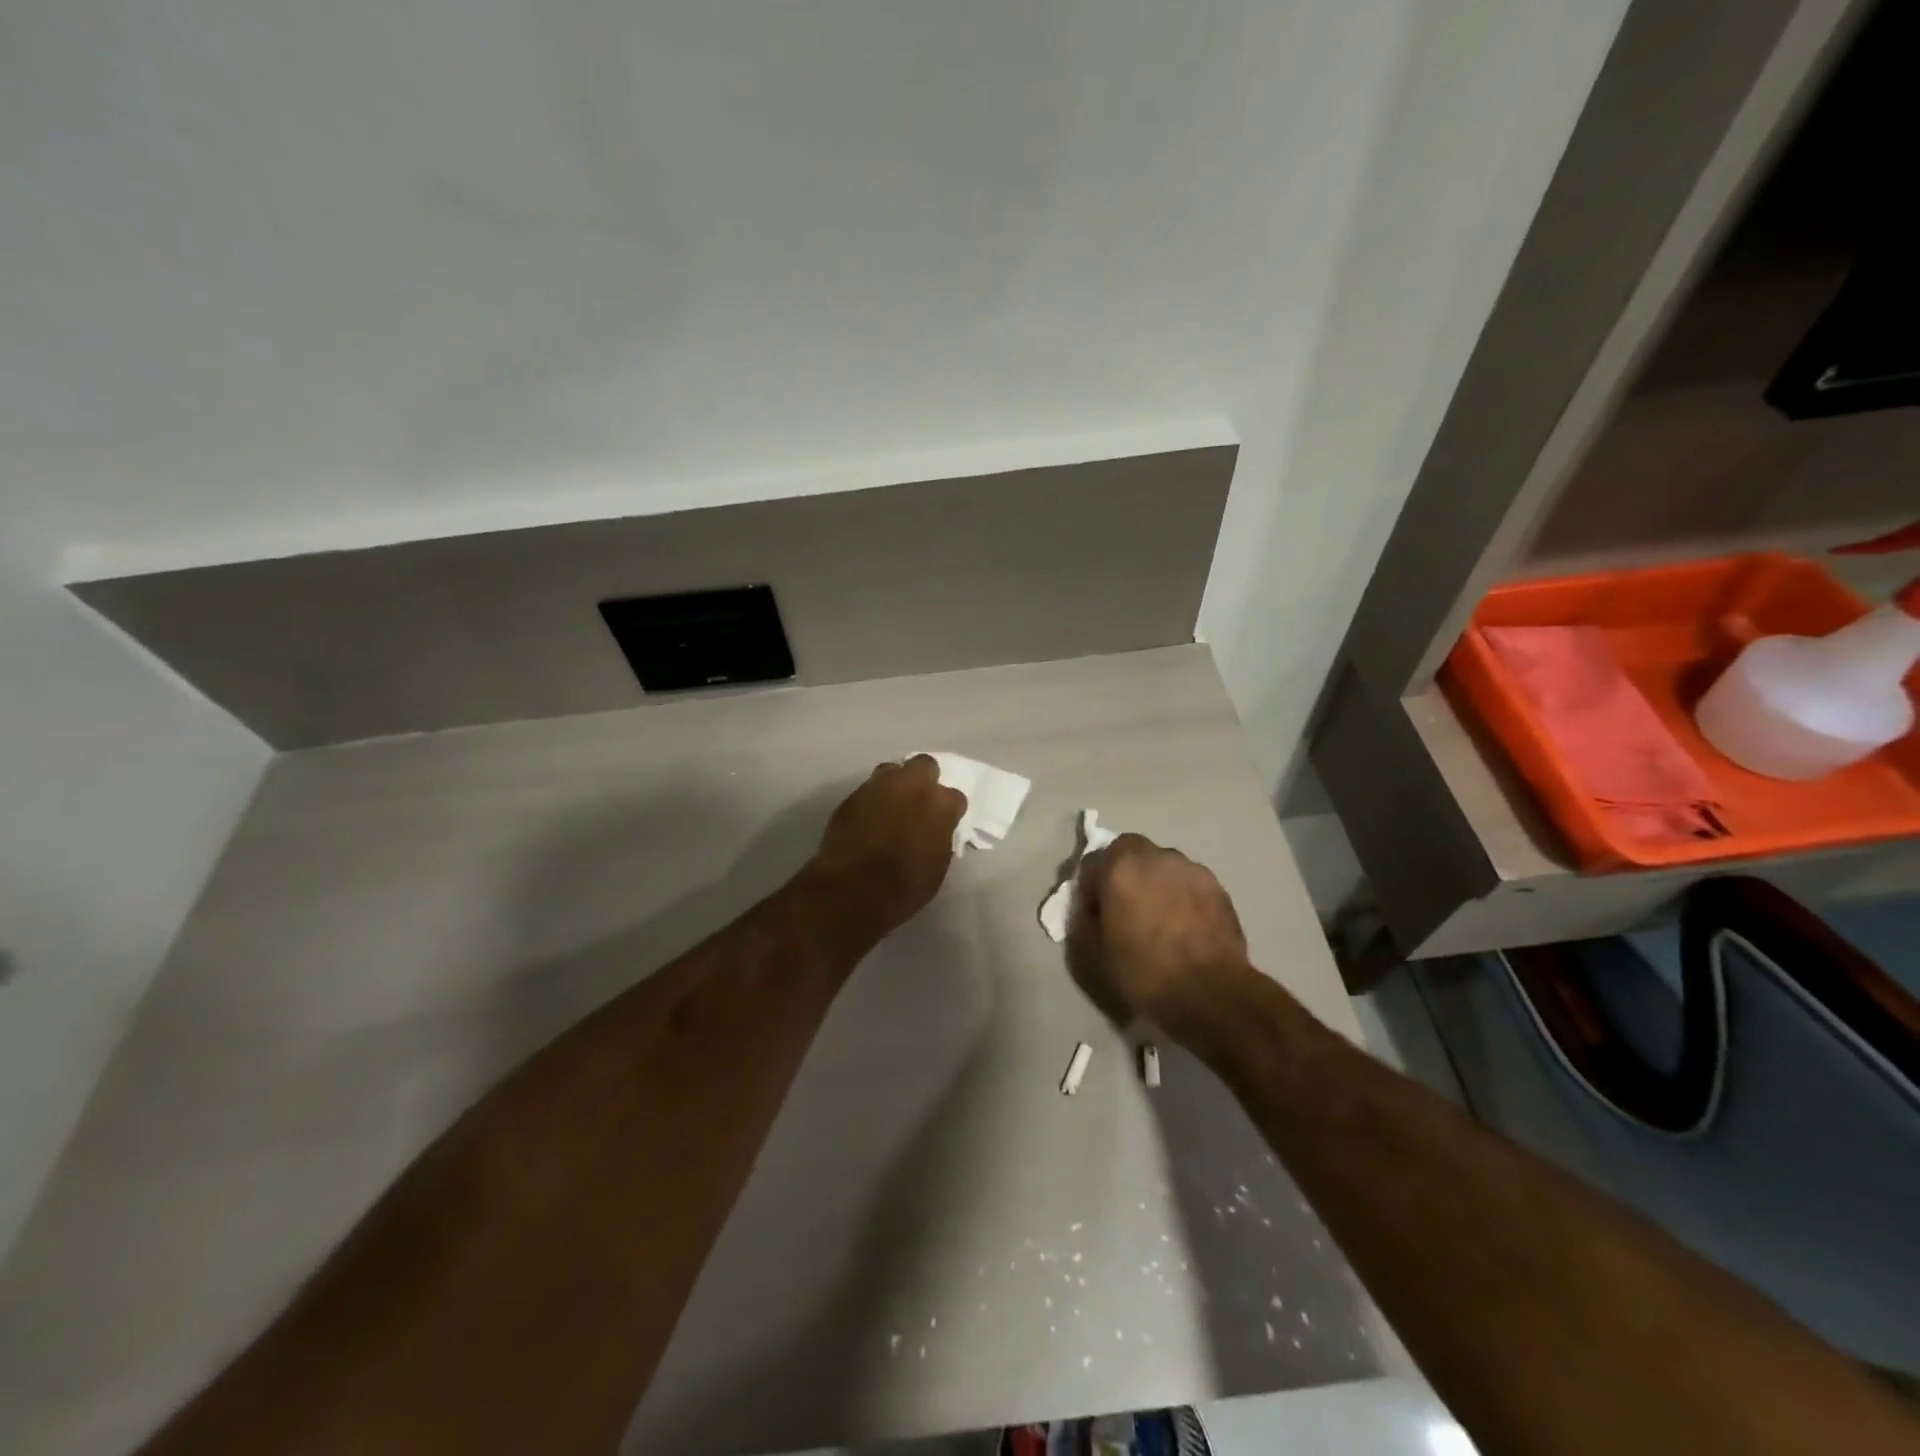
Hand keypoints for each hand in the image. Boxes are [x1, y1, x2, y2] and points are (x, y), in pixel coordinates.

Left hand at [809, 756, 966, 941]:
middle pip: (924, 765)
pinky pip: (867, 790)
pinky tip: (867, 819)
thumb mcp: (937, 864)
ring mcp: (879, 786)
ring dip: (895, 784)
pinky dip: (871, 801)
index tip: (943, 822)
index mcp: (940, 804)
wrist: (854, 889)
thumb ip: (939, 836)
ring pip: (892, 770)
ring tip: (890, 806)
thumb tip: (933, 830)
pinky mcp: (852, 796)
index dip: (948, 810)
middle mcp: (912, 785)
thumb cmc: (906, 885)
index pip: (955, 797)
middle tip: (918, 801)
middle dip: (924, 779)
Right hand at [1067, 834, 1249, 1032]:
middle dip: (1122, 871)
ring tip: (1158, 916)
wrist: (1211, 993)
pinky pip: (1187, 881)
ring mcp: (1191, 869)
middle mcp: (1155, 857)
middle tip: (1125, 906)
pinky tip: (1183, 924)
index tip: (1094, 913)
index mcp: (1120, 869)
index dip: (1089, 888)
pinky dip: (1180, 894)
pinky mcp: (1217, 887)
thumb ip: (1084, 921)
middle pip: (1129, 851)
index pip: (1092, 863)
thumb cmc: (1145, 973)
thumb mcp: (1094, 954)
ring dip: (1154, 880)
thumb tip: (1091, 909)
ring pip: (1162, 864)